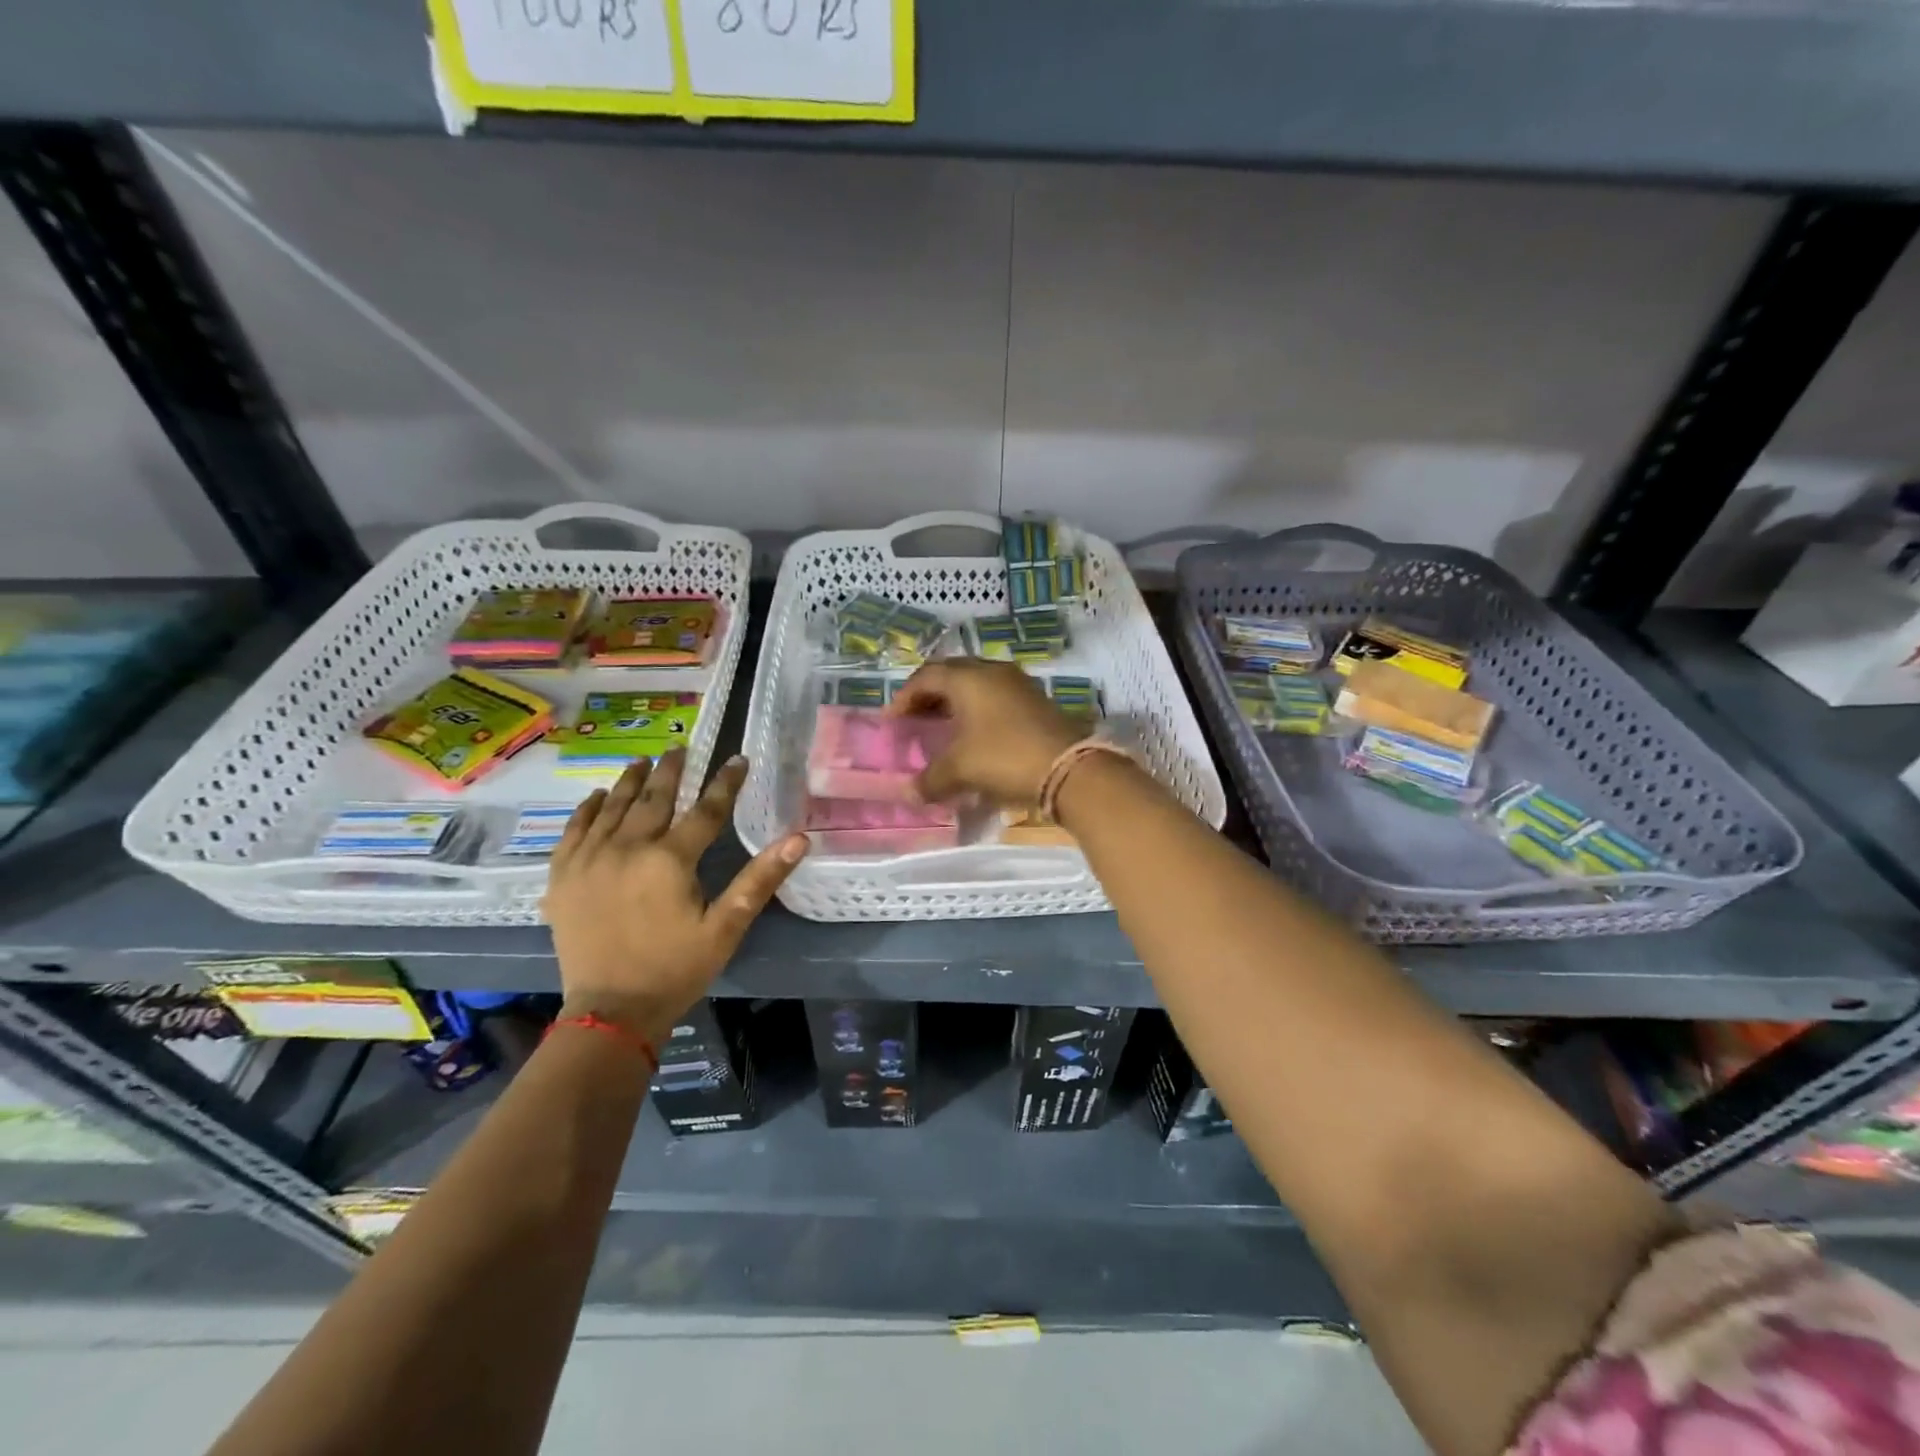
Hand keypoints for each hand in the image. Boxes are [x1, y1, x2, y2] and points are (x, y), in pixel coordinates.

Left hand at [542, 749, 807, 1042]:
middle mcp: (626, 848)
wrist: (610, 1013)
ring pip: (612, 807)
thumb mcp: (726, 928)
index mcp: (669, 860)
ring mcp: (589, 860)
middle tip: (681, 748)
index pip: (705, 810)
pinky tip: (598, 797)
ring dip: (630, 781)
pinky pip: (574, 830)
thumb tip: (799, 839)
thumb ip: (760, 879)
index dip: (725, 782)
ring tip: (643, 760)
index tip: (738, 759)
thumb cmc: (676, 969)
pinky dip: (588, 809)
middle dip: (671, 770)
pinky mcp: (563, 877)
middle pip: (653, 798)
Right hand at [888, 659, 1087, 806]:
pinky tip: (976, 736)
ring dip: (956, 703)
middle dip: (930, 696)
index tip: (893, 721)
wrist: (1069, 769)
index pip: (926, 677)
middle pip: (952, 675)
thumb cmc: (1004, 758)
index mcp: (968, 678)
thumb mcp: (960, 770)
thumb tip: (909, 793)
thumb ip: (929, 780)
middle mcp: (993, 672)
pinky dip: (978, 711)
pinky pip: (997, 698)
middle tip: (916, 720)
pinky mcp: (1037, 701)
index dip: (904, 697)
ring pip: (977, 685)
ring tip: (944, 728)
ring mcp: (1019, 684)